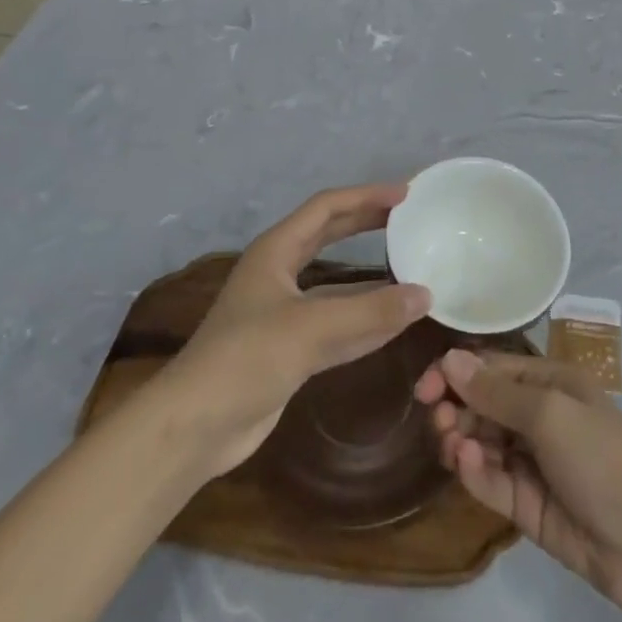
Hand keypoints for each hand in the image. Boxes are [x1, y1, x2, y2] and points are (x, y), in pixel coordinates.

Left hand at [163, 184, 430, 477]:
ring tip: (412, 266)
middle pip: (330, 237)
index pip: (327, 208)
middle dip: (368, 225)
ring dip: (372, 276)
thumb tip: (426, 295)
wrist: (195, 427)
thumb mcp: (312, 327)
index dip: (366, 196)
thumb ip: (371, 311)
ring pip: (337, 284)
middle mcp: (280, 273)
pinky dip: (366, 319)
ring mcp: (285, 313)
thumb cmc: (247, 358)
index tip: (405, 194)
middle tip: (409, 218)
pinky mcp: (291, 349)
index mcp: (276, 251)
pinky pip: (338, 324)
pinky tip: (397, 321)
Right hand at [414, 349, 621, 617]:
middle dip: (455, 409)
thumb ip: (496, 392)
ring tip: (451, 446)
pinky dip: (473, 472)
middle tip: (438, 422)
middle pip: (482, 406)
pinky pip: (490, 481)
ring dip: (460, 440)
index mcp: (549, 383)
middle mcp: (538, 417)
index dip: (456, 374)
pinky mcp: (525, 506)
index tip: (424, 388)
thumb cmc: (603, 456)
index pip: (492, 369)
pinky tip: (466, 466)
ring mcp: (531, 463)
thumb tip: (450, 358)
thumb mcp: (550, 413)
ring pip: (480, 444)